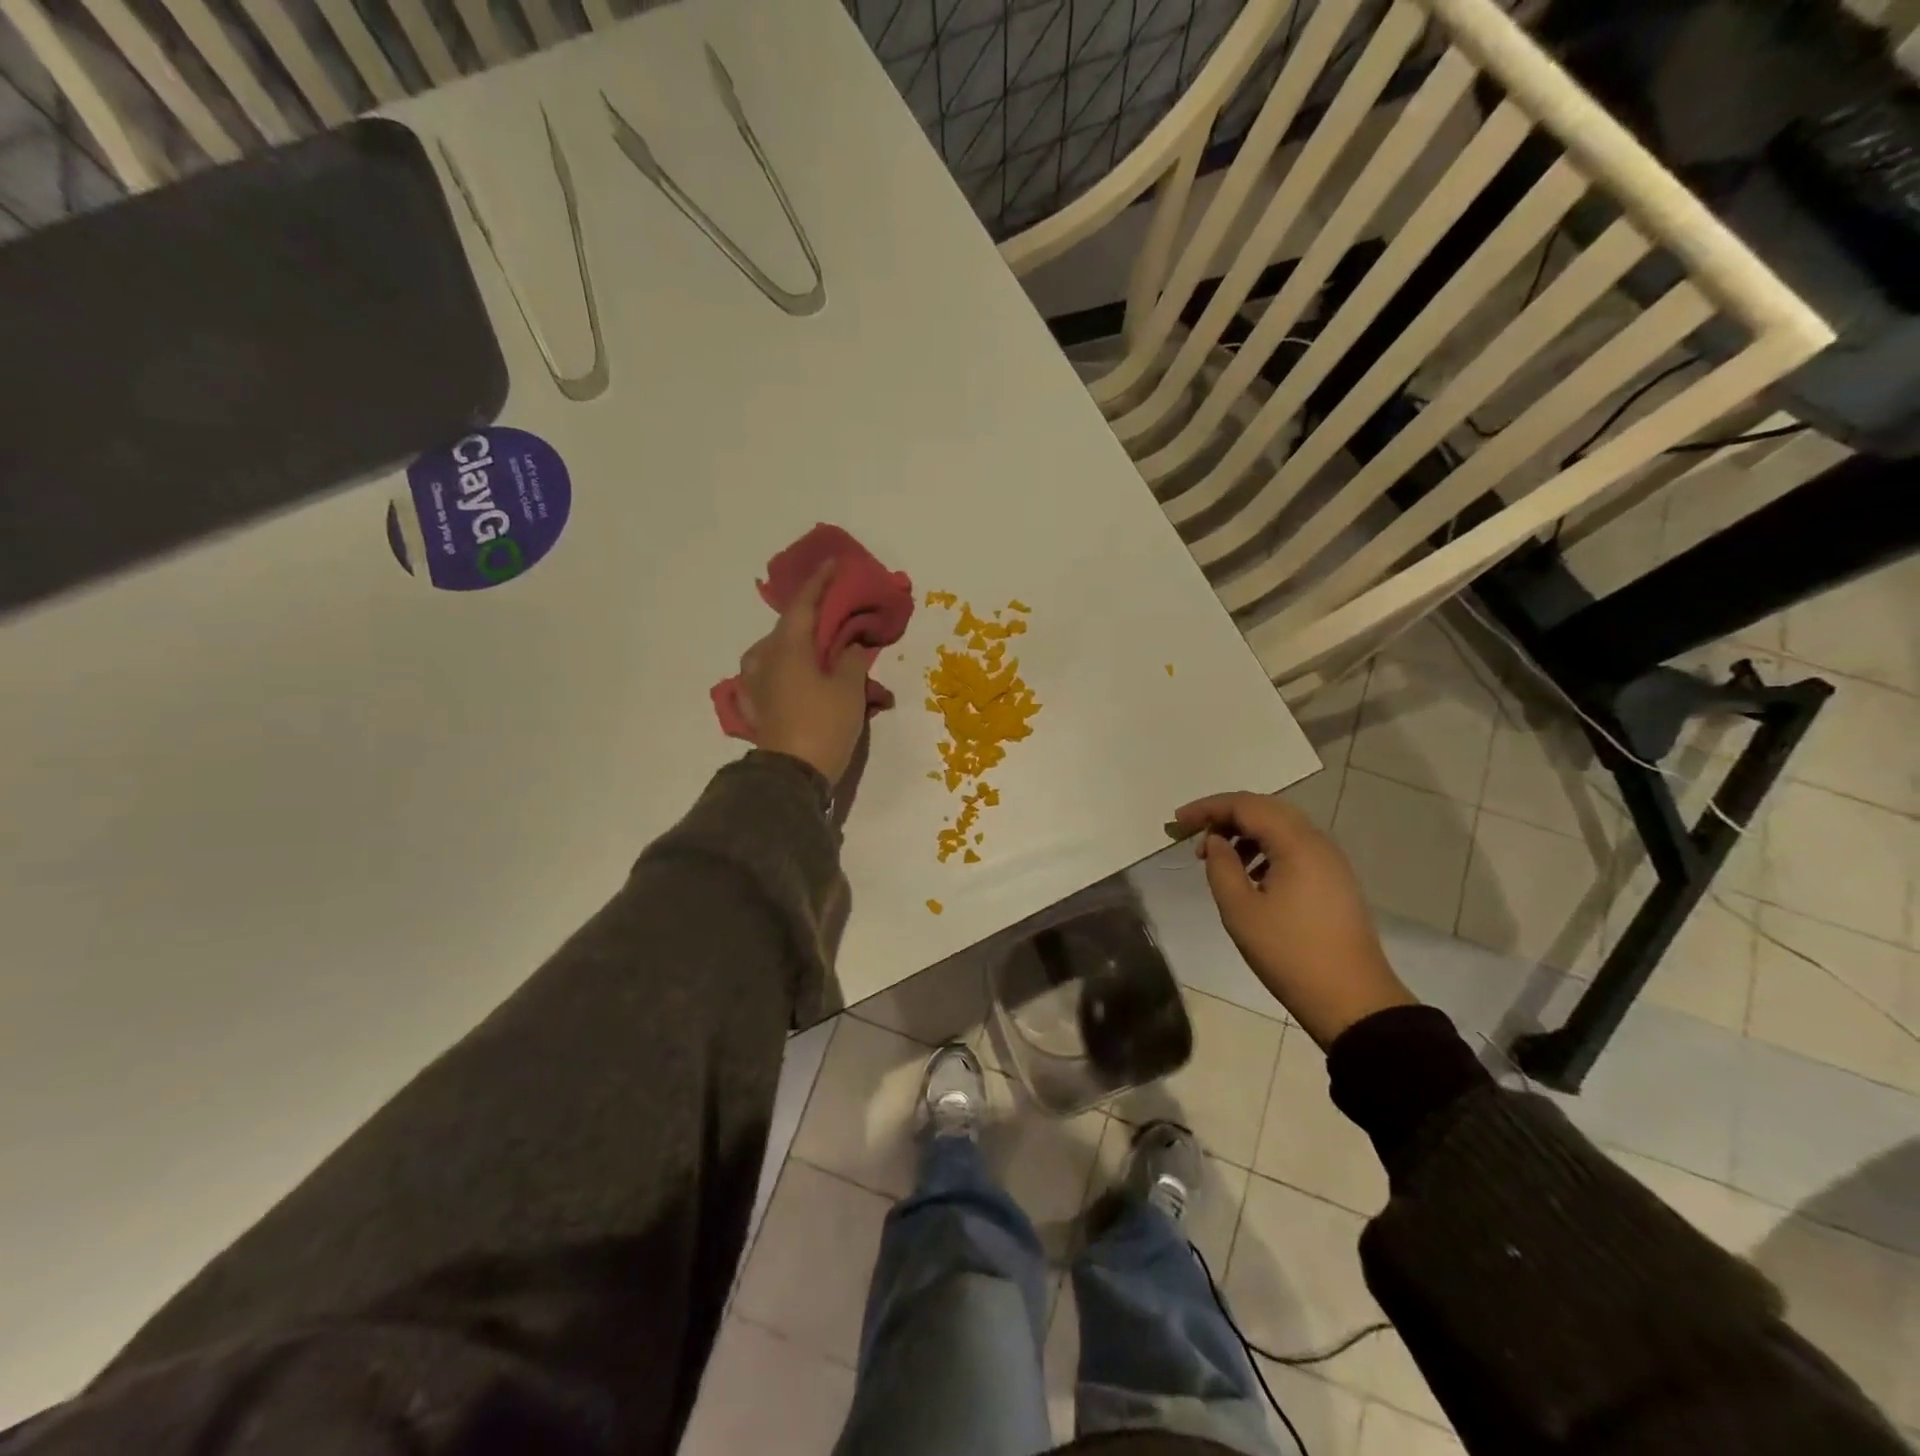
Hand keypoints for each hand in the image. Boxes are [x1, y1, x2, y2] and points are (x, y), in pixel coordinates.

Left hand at [736, 562, 874, 785]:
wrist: (791, 777)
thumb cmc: (823, 725)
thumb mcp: (848, 689)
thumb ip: (850, 659)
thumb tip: (850, 646)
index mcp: (787, 646)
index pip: (805, 603)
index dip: (821, 581)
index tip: (834, 564)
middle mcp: (765, 658)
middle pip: (789, 627)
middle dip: (813, 619)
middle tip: (836, 615)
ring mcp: (755, 683)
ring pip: (777, 652)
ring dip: (799, 646)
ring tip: (820, 651)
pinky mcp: (756, 706)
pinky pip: (771, 676)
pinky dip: (788, 670)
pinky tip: (797, 678)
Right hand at [1172, 792, 1415, 1048]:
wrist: (1353, 1000)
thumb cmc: (1290, 953)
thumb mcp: (1240, 910)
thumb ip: (1220, 866)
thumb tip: (1215, 841)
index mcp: (1296, 843)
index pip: (1245, 805)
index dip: (1207, 808)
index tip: (1176, 823)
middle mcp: (1318, 842)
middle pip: (1265, 809)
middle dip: (1225, 816)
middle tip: (1193, 836)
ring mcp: (1331, 861)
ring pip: (1282, 828)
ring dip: (1245, 833)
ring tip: (1218, 858)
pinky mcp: (1335, 880)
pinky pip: (1295, 848)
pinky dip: (1266, 849)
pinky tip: (1249, 875)